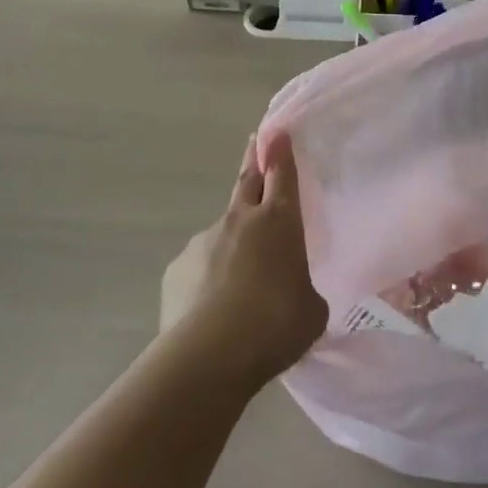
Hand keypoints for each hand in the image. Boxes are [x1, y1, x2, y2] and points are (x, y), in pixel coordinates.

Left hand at [160, 133, 326, 385]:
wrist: (208, 356)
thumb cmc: (274, 325)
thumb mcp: (310, 310)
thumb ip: (302, 290)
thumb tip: (289, 292)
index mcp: (279, 221)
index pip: (282, 173)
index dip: (281, 151)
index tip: (278, 131)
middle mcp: (240, 220)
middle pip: (247, 180)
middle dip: (254, 160)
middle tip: (255, 143)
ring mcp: (203, 241)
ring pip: (224, 232)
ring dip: (234, 243)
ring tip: (241, 285)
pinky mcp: (177, 269)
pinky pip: (200, 267)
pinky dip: (209, 279)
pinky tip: (213, 311)